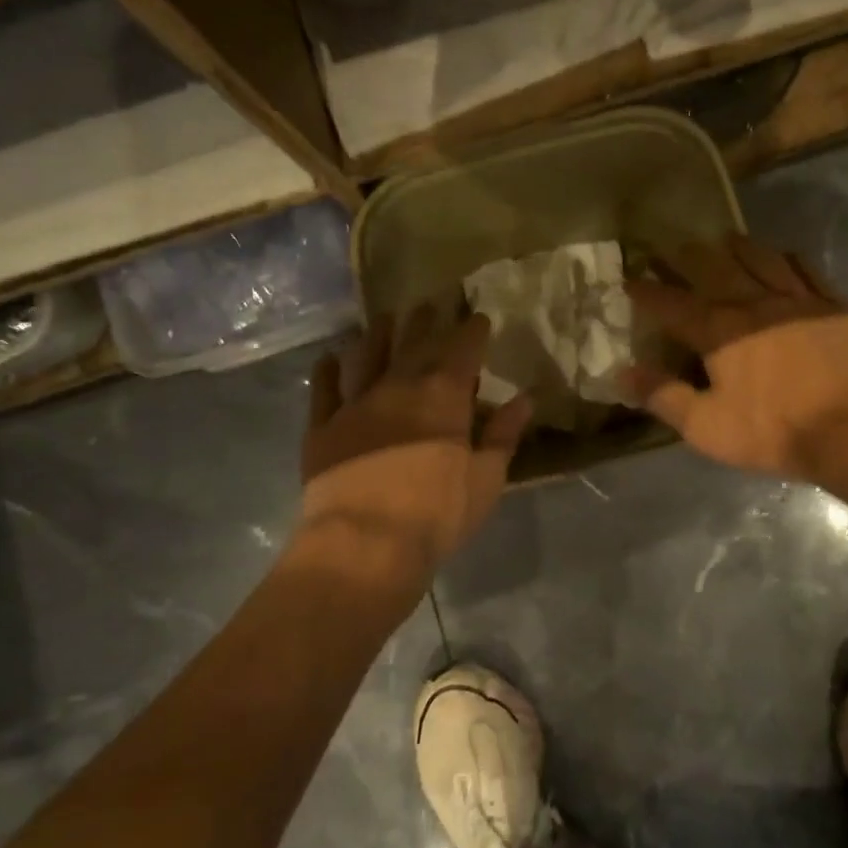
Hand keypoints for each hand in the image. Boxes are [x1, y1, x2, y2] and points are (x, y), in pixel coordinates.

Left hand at [301, 306, 532, 586]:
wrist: (364, 543)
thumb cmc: (437, 513)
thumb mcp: (487, 478)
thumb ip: (503, 434)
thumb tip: (524, 399)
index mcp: (444, 395)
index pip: (463, 349)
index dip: (472, 330)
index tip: (478, 317)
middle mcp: (399, 386)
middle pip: (415, 343)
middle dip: (425, 322)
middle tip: (430, 304)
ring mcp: (356, 403)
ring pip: (367, 356)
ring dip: (377, 334)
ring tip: (384, 319)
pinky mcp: (323, 427)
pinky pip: (323, 390)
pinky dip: (327, 371)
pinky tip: (329, 358)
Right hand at [623, 235, 847, 484]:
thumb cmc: (775, 429)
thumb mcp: (708, 426)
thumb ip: (663, 397)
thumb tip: (622, 374)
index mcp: (718, 331)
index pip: (671, 303)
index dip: (647, 291)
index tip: (629, 279)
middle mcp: (752, 303)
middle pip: (713, 268)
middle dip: (688, 257)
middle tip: (674, 249)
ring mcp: (796, 299)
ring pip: (760, 258)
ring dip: (738, 247)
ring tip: (725, 239)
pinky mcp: (833, 304)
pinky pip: (806, 269)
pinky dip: (788, 258)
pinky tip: (783, 255)